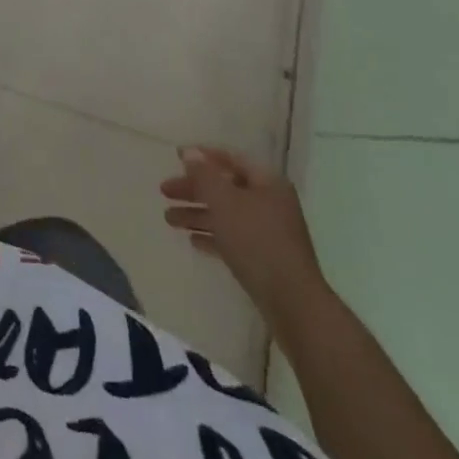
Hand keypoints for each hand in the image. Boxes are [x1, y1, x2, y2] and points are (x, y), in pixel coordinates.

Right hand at [161, 146, 330, 330]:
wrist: (293, 305)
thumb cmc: (257, 241)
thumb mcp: (224, 201)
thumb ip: (204, 175)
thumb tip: (189, 152)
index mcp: (267, 182)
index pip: (231, 158)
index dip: (202, 156)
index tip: (176, 157)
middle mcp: (270, 203)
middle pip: (225, 188)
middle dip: (194, 189)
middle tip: (164, 192)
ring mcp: (269, 233)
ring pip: (226, 215)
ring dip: (197, 214)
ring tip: (168, 220)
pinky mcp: (265, 260)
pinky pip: (233, 239)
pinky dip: (213, 236)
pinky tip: (192, 241)